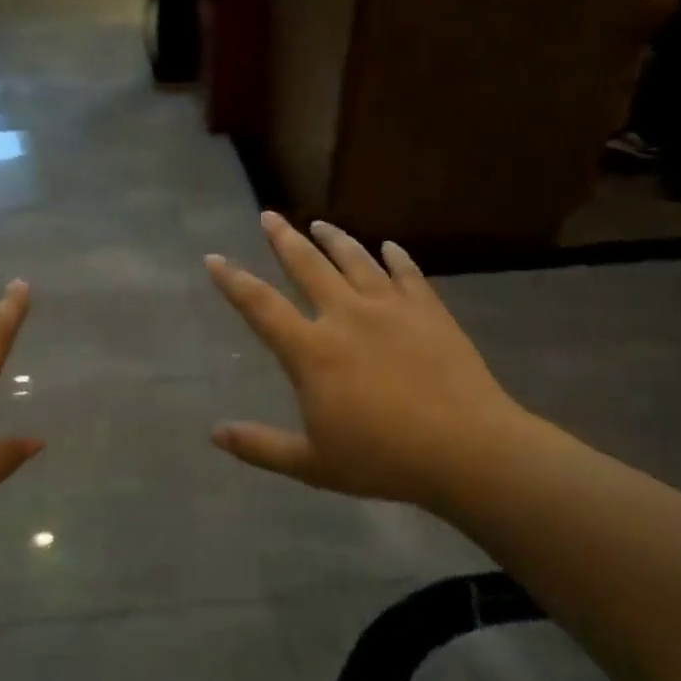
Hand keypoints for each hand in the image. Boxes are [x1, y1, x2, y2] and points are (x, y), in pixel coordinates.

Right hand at [205, 213, 530, 509]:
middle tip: (269, 216)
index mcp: (312, 352)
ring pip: (355, 260)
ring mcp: (390, 308)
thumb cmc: (383, 460)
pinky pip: (407, 273)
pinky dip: (395, 257)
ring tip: (319, 223)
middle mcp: (346, 316)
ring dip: (334, 238)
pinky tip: (389, 247)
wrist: (466, 449)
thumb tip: (215, 433)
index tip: (214, 258)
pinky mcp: (428, 311)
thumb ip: (260, 446)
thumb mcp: (312, 464)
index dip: (233, 280)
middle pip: (307, 266)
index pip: (260, 306)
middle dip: (283, 238)